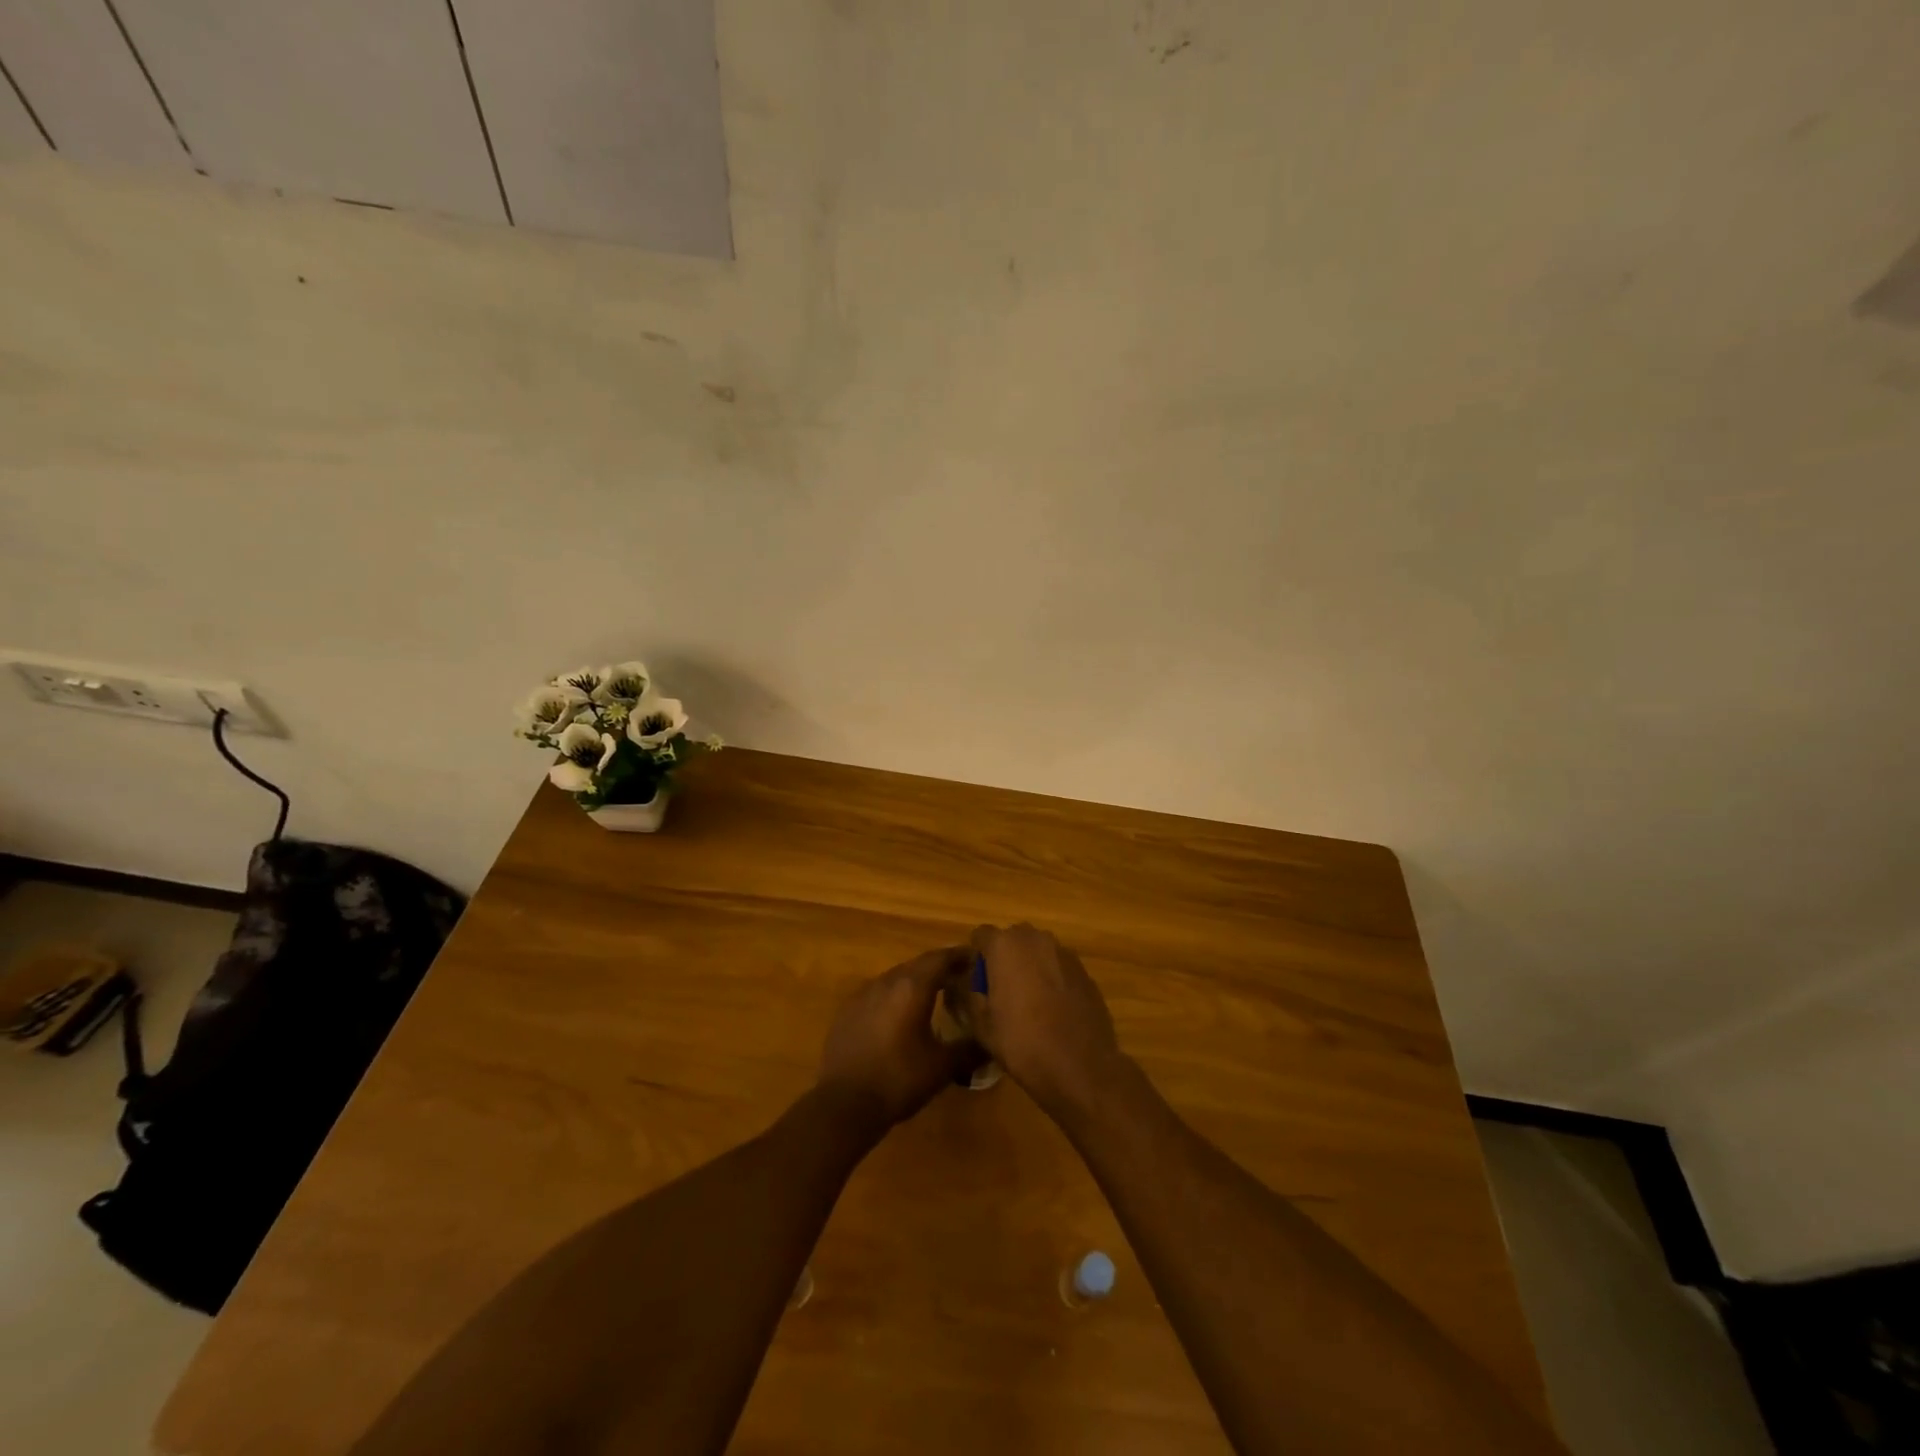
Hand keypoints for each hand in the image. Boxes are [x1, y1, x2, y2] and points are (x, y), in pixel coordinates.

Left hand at [817, 947, 975, 1127]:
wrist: (844, 1104)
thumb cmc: (899, 1079)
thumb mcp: (942, 1067)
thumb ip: (970, 1050)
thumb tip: (991, 1044)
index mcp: (912, 987)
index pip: (941, 958)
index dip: (960, 955)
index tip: (976, 958)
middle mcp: (886, 981)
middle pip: (918, 964)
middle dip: (939, 968)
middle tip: (959, 978)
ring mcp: (862, 994)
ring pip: (896, 978)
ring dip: (915, 982)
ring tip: (932, 997)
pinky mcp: (847, 1011)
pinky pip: (877, 994)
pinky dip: (893, 997)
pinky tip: (899, 1017)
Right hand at [961, 925, 1125, 1118]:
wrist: (1080, 1069)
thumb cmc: (1022, 1044)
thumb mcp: (981, 1025)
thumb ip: (968, 994)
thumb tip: (965, 982)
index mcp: (1005, 946)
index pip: (981, 935)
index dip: (976, 956)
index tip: (976, 980)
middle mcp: (1036, 939)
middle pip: (1012, 939)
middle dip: (1004, 957)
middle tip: (1000, 990)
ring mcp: (1065, 953)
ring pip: (1038, 951)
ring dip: (1030, 966)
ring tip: (1029, 1000)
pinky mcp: (1085, 971)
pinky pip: (1059, 967)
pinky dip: (1053, 978)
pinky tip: (1053, 1009)